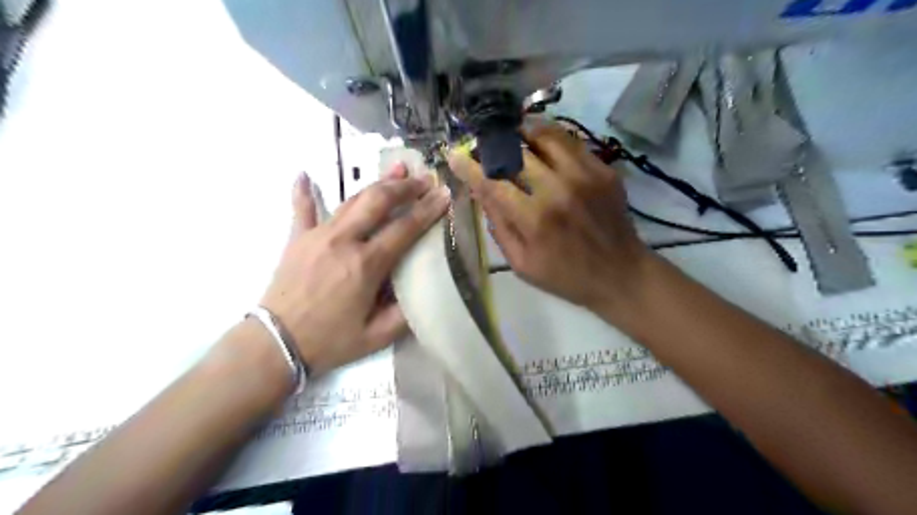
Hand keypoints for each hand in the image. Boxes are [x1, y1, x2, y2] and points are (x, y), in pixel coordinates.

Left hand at [259, 167, 449, 375]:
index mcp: (366, 265)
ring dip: (376, 183)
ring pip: (351, 199)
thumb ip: (405, 314)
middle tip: (424, 179)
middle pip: (378, 201)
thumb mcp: (377, 337)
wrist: (276, 343)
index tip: (444, 195)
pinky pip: (301, 209)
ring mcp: (317, 235)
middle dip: (405, 187)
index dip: (428, 209)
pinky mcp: (297, 238)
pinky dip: (303, 191)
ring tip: (397, 169)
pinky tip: (302, 174)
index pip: (404, 228)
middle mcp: (343, 241)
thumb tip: (423, 292)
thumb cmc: (330, 341)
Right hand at [450, 119, 650, 314]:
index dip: (469, 167)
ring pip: (547, 135)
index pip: (492, 182)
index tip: (454, 155)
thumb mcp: (521, 263)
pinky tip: (542, 144)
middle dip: (494, 144)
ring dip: (523, 132)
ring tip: (512, 135)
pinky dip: (551, 138)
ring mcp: (585, 175)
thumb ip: (499, 226)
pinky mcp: (604, 170)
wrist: (620, 274)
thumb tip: (481, 192)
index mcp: (534, 219)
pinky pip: (571, 142)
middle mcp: (559, 189)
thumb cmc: (565, 276)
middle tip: (485, 145)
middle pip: (517, 151)